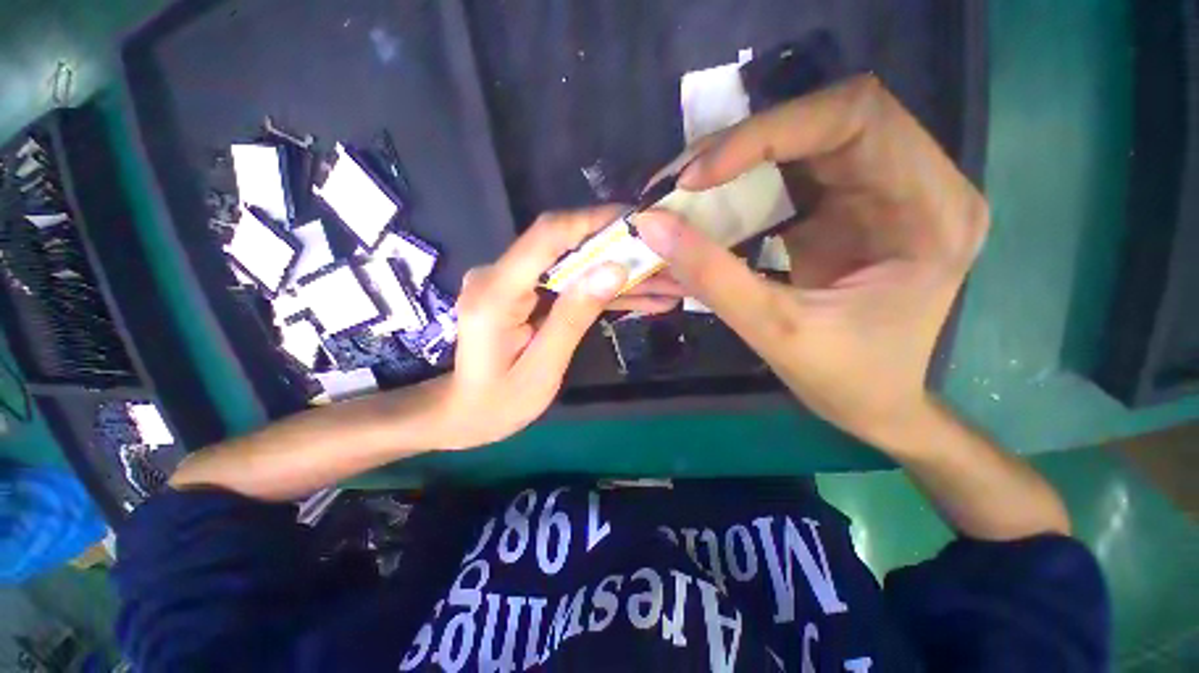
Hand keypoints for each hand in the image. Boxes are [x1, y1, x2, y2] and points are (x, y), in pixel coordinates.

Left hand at [434, 206, 677, 448]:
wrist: (464, 412)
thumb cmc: (498, 403)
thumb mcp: (542, 369)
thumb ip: (573, 317)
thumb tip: (613, 270)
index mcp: (496, 293)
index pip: (547, 236)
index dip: (593, 222)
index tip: (637, 222)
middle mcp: (499, 276)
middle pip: (565, 247)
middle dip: (617, 252)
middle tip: (662, 259)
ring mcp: (511, 283)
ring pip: (572, 266)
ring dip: (615, 274)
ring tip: (662, 284)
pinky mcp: (523, 292)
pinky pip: (566, 283)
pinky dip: (599, 290)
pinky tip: (637, 297)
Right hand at [635, 75, 989, 446]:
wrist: (873, 403)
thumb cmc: (845, 379)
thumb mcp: (774, 330)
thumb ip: (712, 277)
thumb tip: (651, 225)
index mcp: (932, 211)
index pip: (854, 117)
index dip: (768, 132)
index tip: (698, 175)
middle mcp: (920, 183)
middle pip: (827, 119)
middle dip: (744, 143)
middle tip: (680, 179)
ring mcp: (885, 190)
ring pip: (805, 138)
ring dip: (738, 158)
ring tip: (684, 188)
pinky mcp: (851, 205)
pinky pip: (793, 170)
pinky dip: (744, 180)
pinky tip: (710, 202)